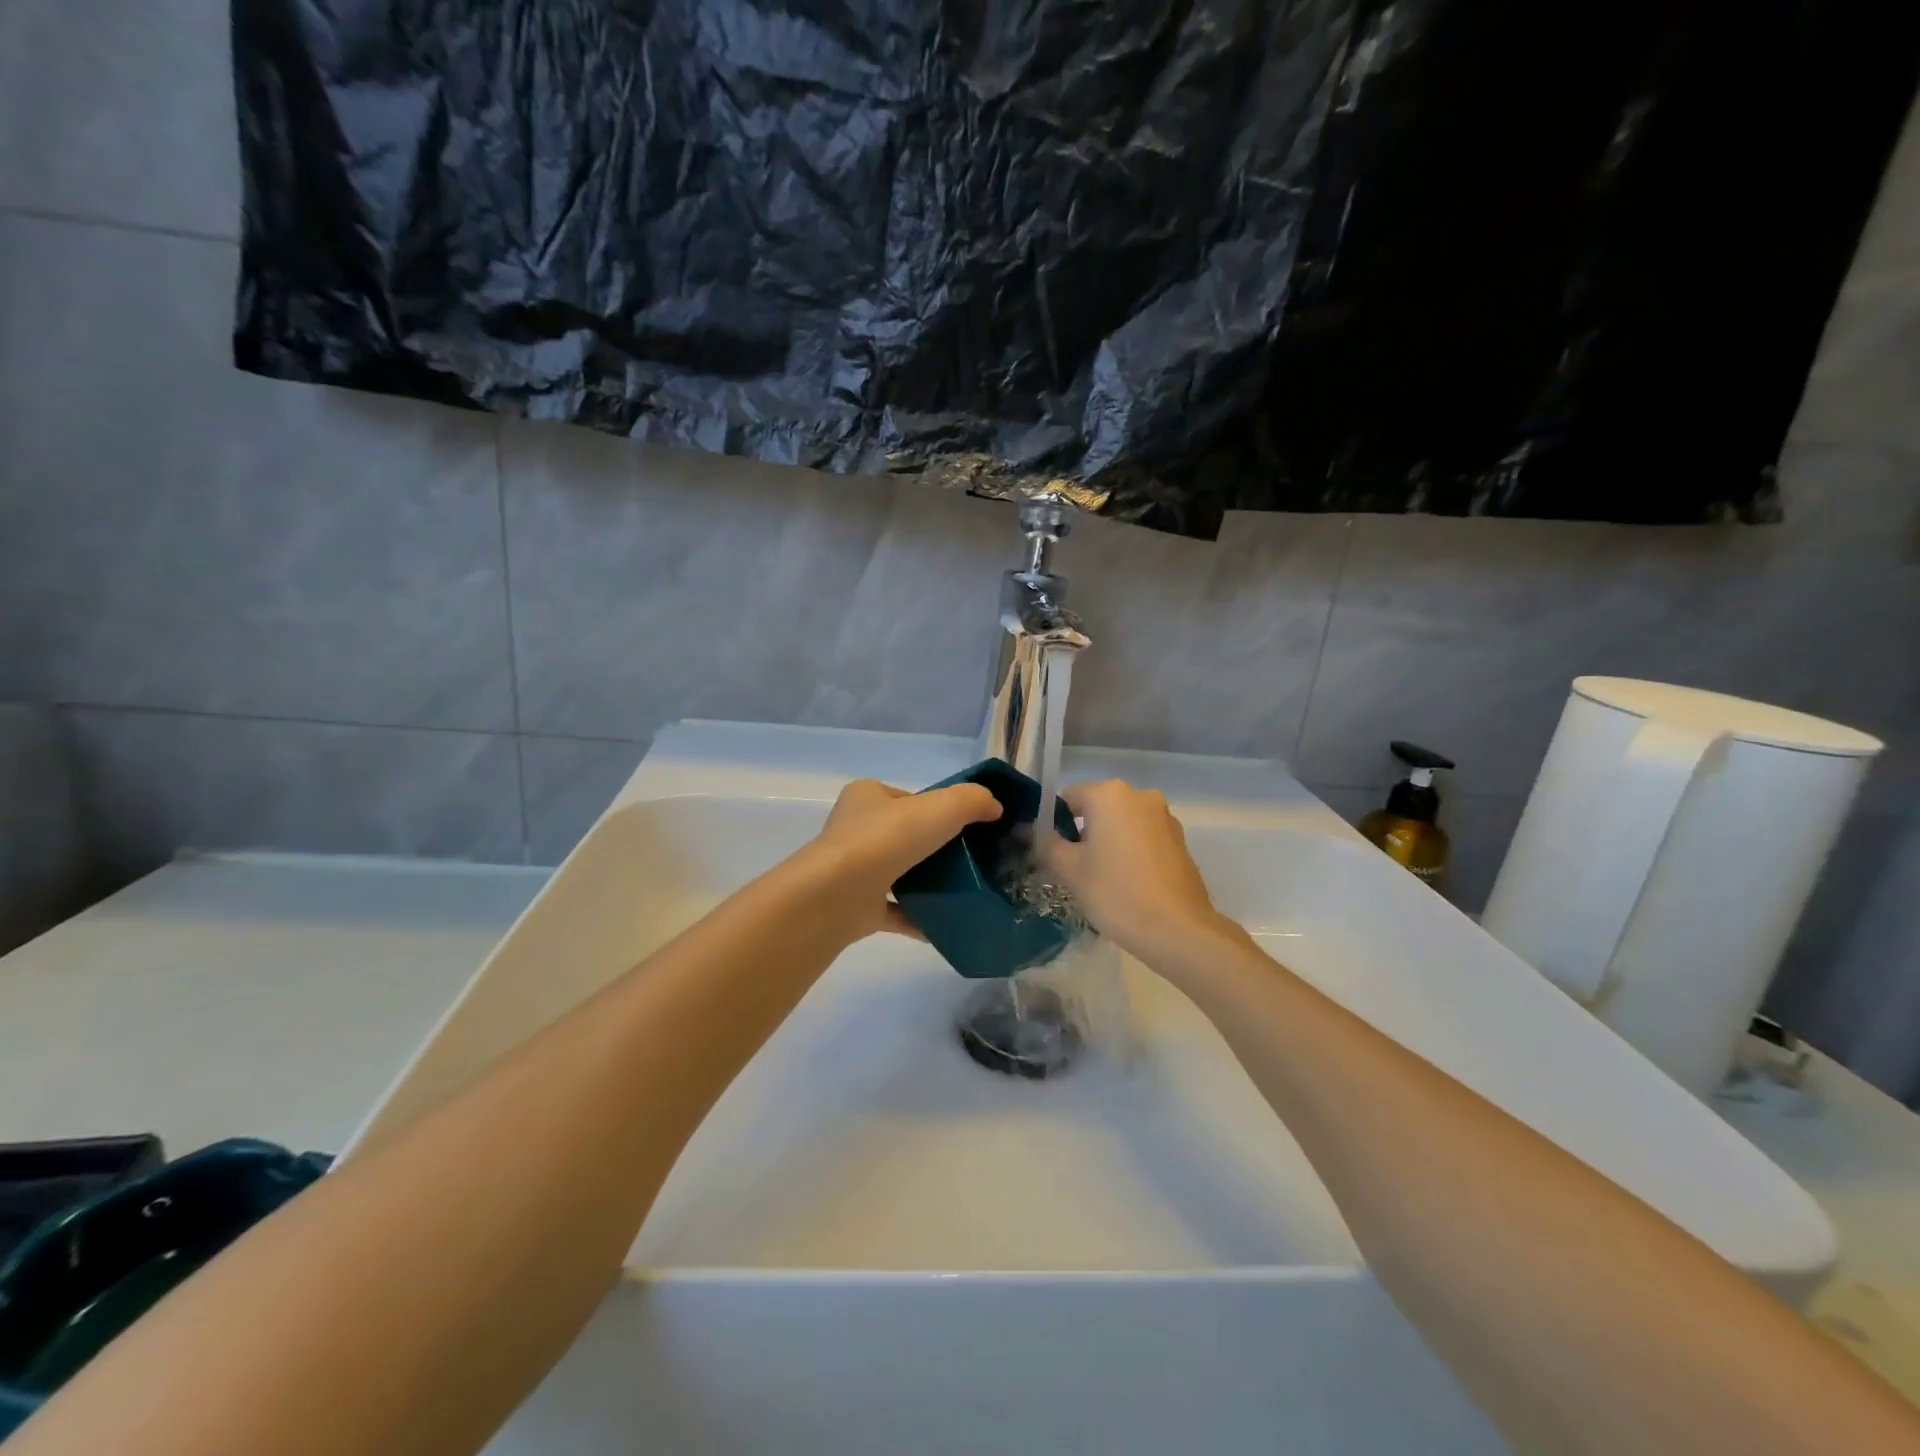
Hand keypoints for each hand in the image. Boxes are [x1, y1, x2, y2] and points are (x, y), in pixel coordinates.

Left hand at [801, 779, 1002, 941]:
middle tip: (971, 860)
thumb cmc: (886, 840)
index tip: (966, 826)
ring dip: (926, 882)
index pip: (908, 798)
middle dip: (934, 847)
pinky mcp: (856, 907)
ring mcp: (853, 870)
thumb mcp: (940, 808)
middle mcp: (855, 830)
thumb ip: (971, 801)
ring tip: (964, 891)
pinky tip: (946, 924)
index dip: (938, 809)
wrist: (838, 895)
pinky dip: (919, 917)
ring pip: (898, 873)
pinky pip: (895, 911)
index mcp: (866, 797)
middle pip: (904, 836)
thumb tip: (994, 807)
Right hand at [1042, 780, 1235, 963]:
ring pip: (1122, 824)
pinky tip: (1128, 884)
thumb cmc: (1116, 892)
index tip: (1052, 853)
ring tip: (1102, 880)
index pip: (1068, 798)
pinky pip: (1143, 838)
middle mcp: (1140, 796)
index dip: (1054, 823)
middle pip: (1097, 808)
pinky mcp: (1180, 840)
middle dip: (1082, 833)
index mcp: (1110, 794)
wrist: (1177, 930)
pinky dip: (1131, 852)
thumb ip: (1046, 843)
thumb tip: (1031, 830)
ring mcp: (1165, 817)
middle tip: (1074, 870)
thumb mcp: (1069, 869)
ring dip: (1108, 842)